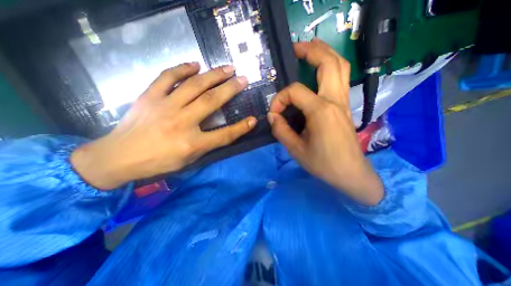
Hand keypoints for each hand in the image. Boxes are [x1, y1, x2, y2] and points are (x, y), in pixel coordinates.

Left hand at [70, 63, 257, 190]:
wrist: (118, 157)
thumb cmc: (158, 162)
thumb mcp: (188, 160)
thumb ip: (208, 145)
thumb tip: (226, 132)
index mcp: (192, 143)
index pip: (224, 135)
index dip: (241, 127)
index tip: (253, 120)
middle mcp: (181, 122)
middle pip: (212, 101)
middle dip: (231, 89)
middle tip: (243, 79)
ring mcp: (164, 106)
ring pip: (194, 85)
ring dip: (213, 75)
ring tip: (227, 68)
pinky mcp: (149, 97)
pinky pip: (167, 77)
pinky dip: (182, 68)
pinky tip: (195, 64)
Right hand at [268, 39, 382, 205]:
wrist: (350, 173)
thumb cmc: (323, 164)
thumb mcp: (296, 149)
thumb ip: (281, 130)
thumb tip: (272, 116)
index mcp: (321, 111)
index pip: (295, 91)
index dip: (279, 100)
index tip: (274, 114)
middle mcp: (335, 100)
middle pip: (328, 63)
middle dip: (311, 51)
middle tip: (296, 48)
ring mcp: (343, 102)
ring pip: (340, 66)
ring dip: (325, 53)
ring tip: (310, 48)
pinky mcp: (345, 106)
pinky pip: (341, 78)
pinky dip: (331, 66)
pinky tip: (320, 68)